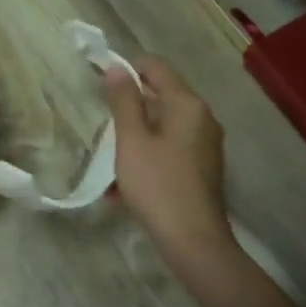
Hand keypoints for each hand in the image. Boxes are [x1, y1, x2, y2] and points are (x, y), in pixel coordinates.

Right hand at [103, 55, 231, 251]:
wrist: (193, 239)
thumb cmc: (158, 184)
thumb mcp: (132, 141)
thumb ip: (124, 101)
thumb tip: (117, 68)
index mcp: (187, 104)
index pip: (156, 67)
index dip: (127, 68)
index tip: (99, 81)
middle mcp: (203, 118)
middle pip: (161, 97)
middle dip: (129, 106)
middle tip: (101, 122)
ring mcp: (206, 144)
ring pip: (164, 126)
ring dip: (136, 135)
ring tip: (109, 156)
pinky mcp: (203, 168)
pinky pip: (170, 149)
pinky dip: (148, 155)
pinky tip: (125, 182)